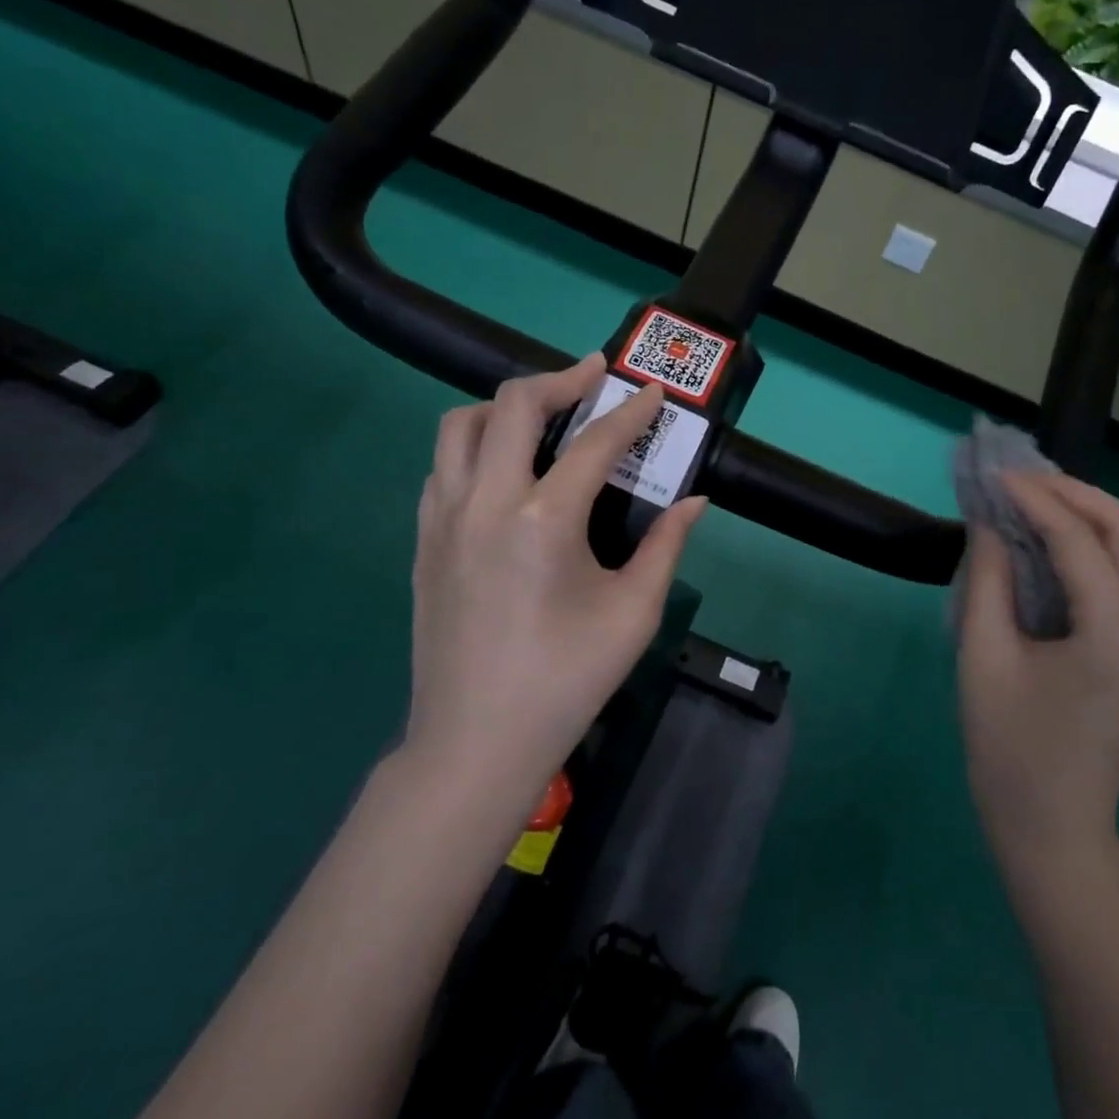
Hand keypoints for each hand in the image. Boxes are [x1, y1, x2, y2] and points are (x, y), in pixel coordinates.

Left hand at [403, 354, 707, 809]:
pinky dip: (476, 447)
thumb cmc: (566, 679)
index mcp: (543, 520)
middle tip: (592, 377)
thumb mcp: (633, 613)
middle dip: (559, 380)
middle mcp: (485, 502)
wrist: (476, 741)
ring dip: (505, 407)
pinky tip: (505, 471)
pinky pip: (443, 467)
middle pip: (512, 405)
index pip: (595, 443)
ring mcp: (443, 519)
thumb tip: (694, 501)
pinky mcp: (423, 541)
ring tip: (543, 417)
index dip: (630, 413)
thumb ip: (666, 546)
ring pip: (461, 427)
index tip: (651, 392)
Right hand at [957, 472, 1118, 875]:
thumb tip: (989, 521)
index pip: (1081, 542)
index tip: (996, 477)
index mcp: (1114, 639)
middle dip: (1077, 494)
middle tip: (1021, 483)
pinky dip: (1115, 543)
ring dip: (1103, 514)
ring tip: (1048, 504)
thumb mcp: (982, 657)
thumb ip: (987, 579)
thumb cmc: (1007, 747)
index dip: (1036, 500)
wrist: (1053, 826)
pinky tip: (1071, 544)